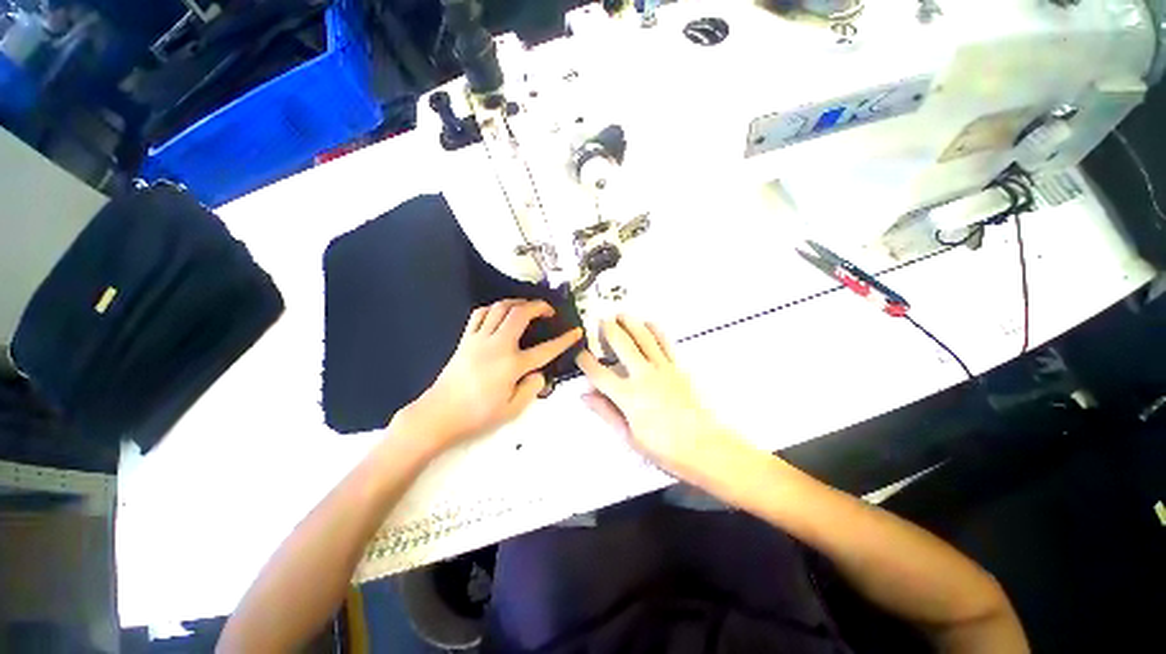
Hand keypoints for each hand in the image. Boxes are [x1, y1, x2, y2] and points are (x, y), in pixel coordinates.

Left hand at [396, 300, 582, 451]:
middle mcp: (497, 346)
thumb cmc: (477, 415)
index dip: (564, 340)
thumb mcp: (511, 410)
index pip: (545, 349)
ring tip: (527, 307)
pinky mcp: (465, 339)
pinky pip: (479, 314)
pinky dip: (493, 308)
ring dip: (517, 303)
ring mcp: (479, 339)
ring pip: (499, 308)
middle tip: (549, 310)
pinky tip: (499, 313)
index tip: (576, 331)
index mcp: (512, 365)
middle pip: (520, 314)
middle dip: (538, 306)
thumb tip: (539, 373)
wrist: (438, 415)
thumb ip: (531, 389)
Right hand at [576, 316, 744, 484]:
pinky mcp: (677, 367)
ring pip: (643, 338)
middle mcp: (642, 376)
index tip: (578, 352)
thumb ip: (605, 412)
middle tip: (600, 320)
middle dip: (608, 330)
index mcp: (627, 396)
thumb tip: (584, 394)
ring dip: (630, 323)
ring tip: (620, 314)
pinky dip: (655, 330)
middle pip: (621, 344)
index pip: (599, 373)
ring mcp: (662, 368)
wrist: (703, 447)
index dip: (585, 360)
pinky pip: (665, 343)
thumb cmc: (663, 448)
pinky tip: (648, 322)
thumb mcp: (628, 436)